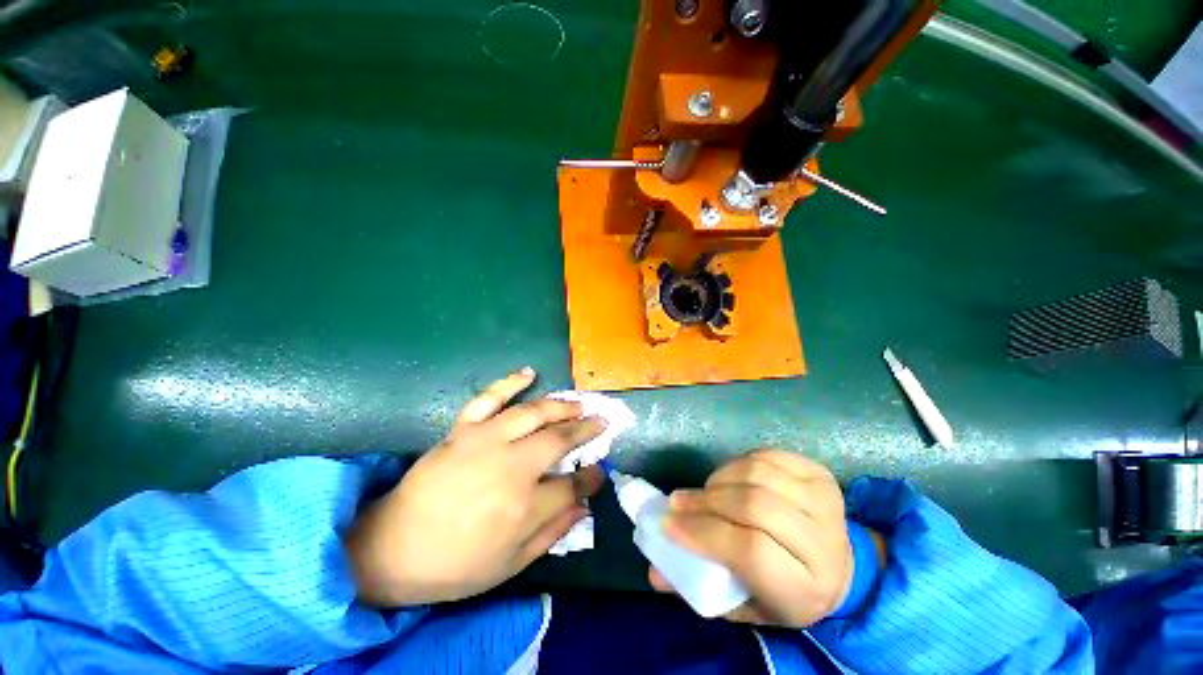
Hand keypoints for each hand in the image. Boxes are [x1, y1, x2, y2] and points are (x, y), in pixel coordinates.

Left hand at [346, 368, 605, 606]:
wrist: (392, 550)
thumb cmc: (455, 565)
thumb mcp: (510, 565)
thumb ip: (552, 533)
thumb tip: (584, 506)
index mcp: (524, 507)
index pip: (572, 485)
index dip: (592, 477)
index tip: (601, 470)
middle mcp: (511, 468)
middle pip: (559, 440)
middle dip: (586, 430)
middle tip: (602, 422)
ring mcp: (485, 442)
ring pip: (534, 413)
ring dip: (562, 405)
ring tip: (580, 403)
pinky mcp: (463, 430)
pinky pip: (489, 398)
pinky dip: (510, 382)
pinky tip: (530, 373)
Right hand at [651, 450, 856, 627]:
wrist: (842, 570)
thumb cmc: (786, 593)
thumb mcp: (746, 605)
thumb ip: (700, 587)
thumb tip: (653, 572)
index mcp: (806, 587)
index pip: (750, 551)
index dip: (704, 532)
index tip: (669, 525)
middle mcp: (824, 542)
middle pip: (754, 505)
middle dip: (706, 500)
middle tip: (679, 502)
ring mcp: (824, 501)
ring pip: (757, 474)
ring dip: (720, 478)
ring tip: (704, 490)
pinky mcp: (819, 474)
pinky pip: (767, 456)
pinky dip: (739, 463)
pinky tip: (730, 478)